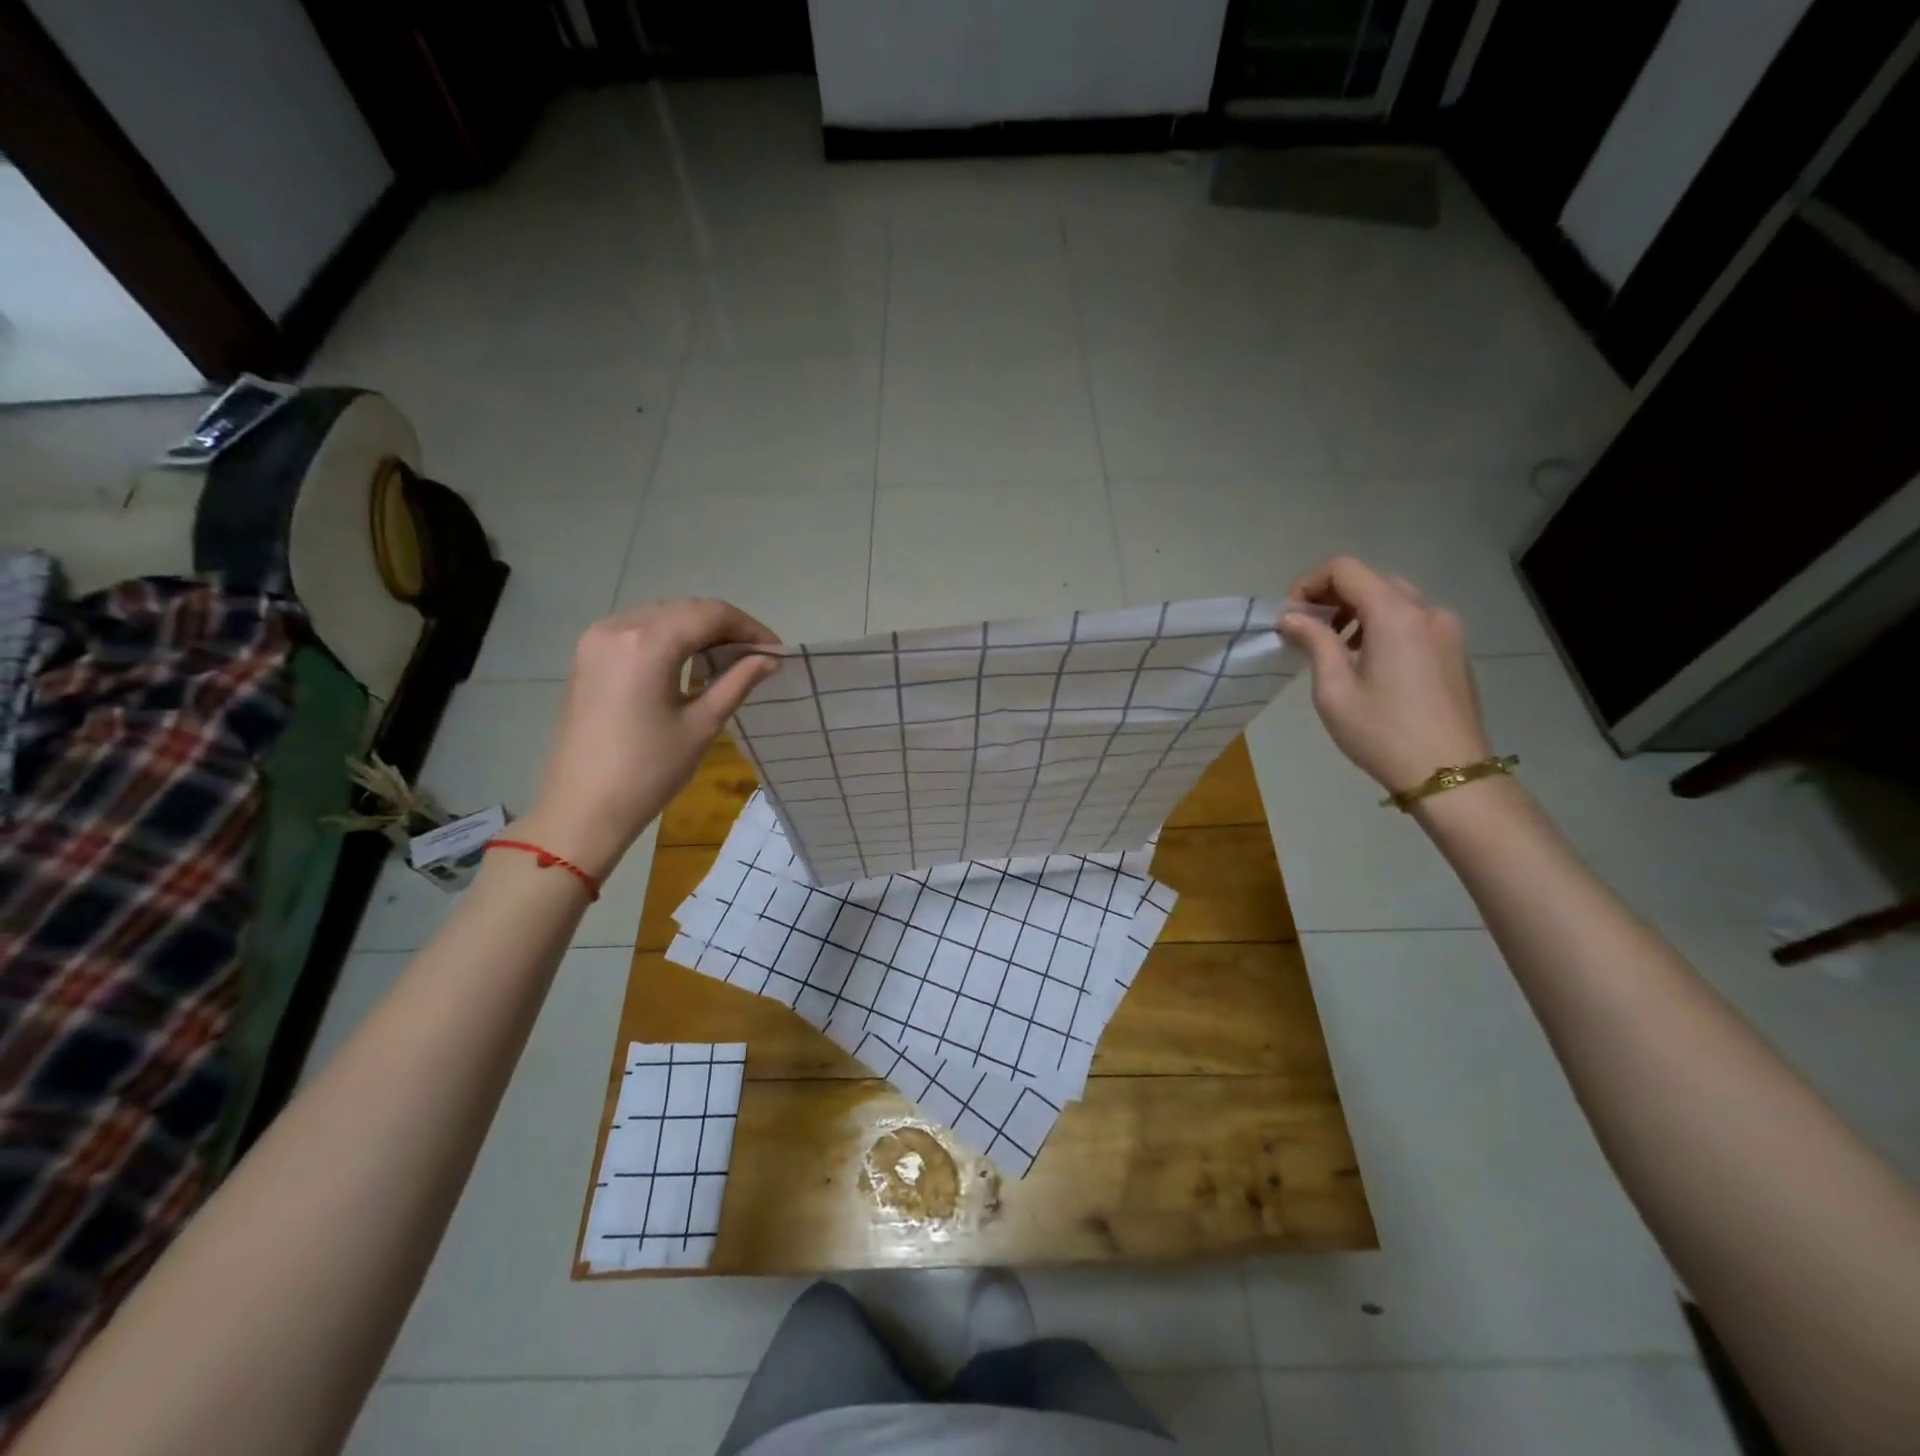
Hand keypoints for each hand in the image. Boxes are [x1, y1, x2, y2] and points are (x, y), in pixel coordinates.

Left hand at [518, 599, 780, 880]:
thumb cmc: (648, 770)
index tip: (774, 650)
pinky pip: (637, 631)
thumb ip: (738, 682)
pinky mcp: (587, 656)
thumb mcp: (702, 725)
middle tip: (756, 656)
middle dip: (724, 627)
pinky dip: (669, 639)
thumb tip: (770, 658)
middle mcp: (618, 628)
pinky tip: (689, 665)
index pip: (710, 614)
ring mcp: (596, 640)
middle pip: (685, 610)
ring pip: (661, 617)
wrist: (582, 807)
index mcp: (647, 643)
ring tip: (727, 661)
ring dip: (697, 631)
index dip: (748, 627)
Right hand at [1277, 557, 1492, 794]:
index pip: (1344, 569)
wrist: (1448, 774)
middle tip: (1307, 632)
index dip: (1308, 583)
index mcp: (1394, 614)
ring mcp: (1446, 629)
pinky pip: (1412, 621)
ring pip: (1393, 599)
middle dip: (1332, 597)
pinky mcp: (1454, 650)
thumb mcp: (1334, 689)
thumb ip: (1314, 642)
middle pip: (1370, 580)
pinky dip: (1381, 626)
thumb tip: (1291, 617)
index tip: (1290, 618)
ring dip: (1357, 612)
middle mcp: (1426, 610)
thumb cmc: (1382, 733)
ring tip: (1335, 649)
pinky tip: (1367, 663)